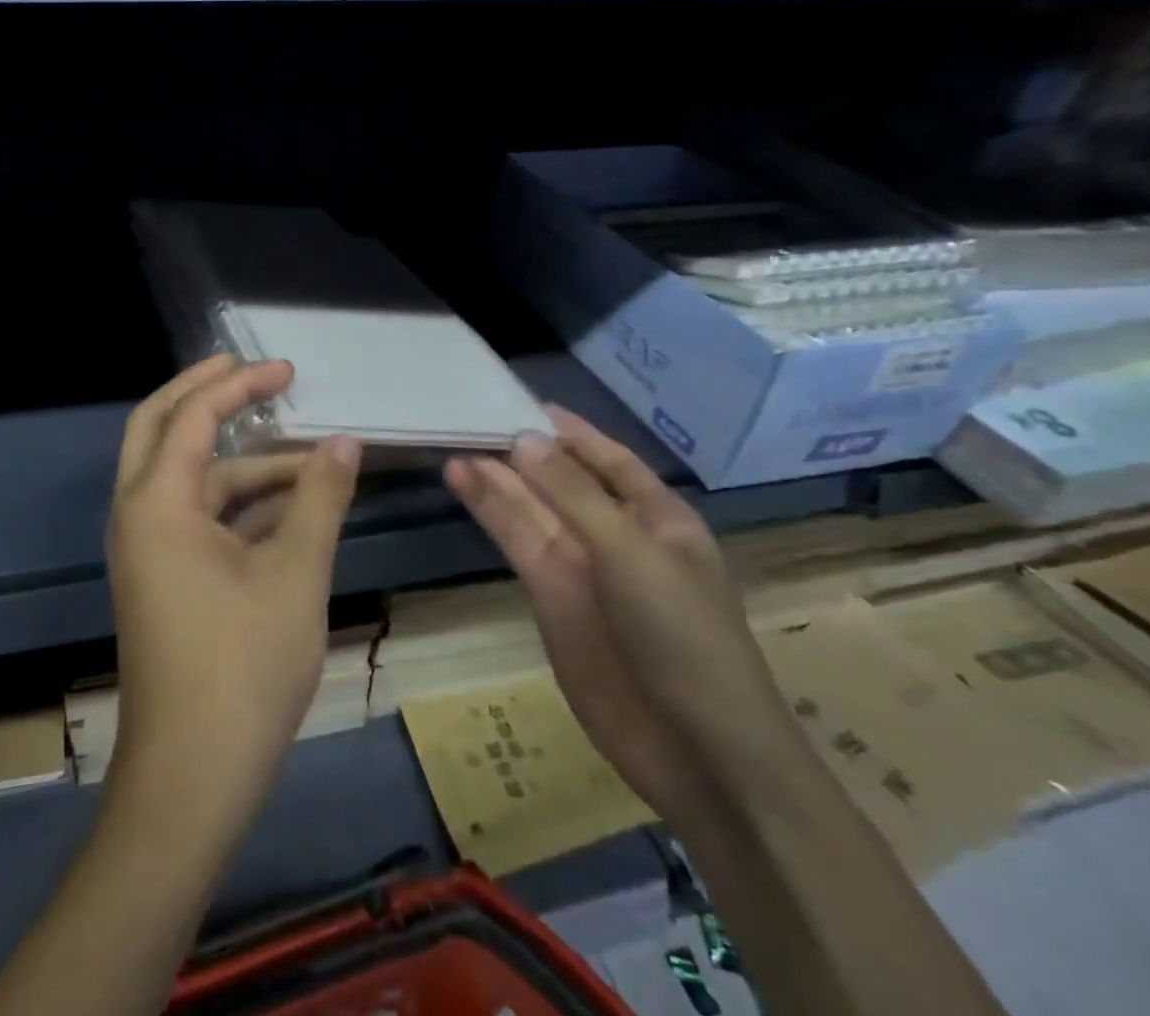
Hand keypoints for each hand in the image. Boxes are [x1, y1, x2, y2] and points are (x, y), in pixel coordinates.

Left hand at [107, 355, 361, 825]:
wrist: (193, 779)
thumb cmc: (243, 668)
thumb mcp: (295, 574)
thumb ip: (320, 499)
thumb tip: (345, 442)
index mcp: (156, 502)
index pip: (193, 416)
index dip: (240, 385)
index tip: (286, 369)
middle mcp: (138, 515)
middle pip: (161, 428)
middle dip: (206, 395)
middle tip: (252, 372)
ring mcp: (148, 549)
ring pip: (190, 480)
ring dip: (243, 463)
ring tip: (311, 460)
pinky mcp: (164, 579)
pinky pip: (198, 519)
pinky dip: (240, 505)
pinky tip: (292, 507)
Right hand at [444, 408, 807, 825]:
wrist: (695, 748)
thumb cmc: (684, 636)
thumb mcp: (633, 553)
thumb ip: (573, 495)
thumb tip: (524, 439)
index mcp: (657, 516)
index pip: (607, 458)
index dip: (568, 430)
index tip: (521, 401)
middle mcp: (615, 534)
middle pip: (561, 480)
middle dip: (521, 451)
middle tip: (469, 418)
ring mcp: (580, 567)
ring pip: (531, 508)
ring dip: (496, 478)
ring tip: (454, 446)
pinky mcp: (548, 596)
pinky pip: (517, 542)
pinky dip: (490, 512)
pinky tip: (463, 482)